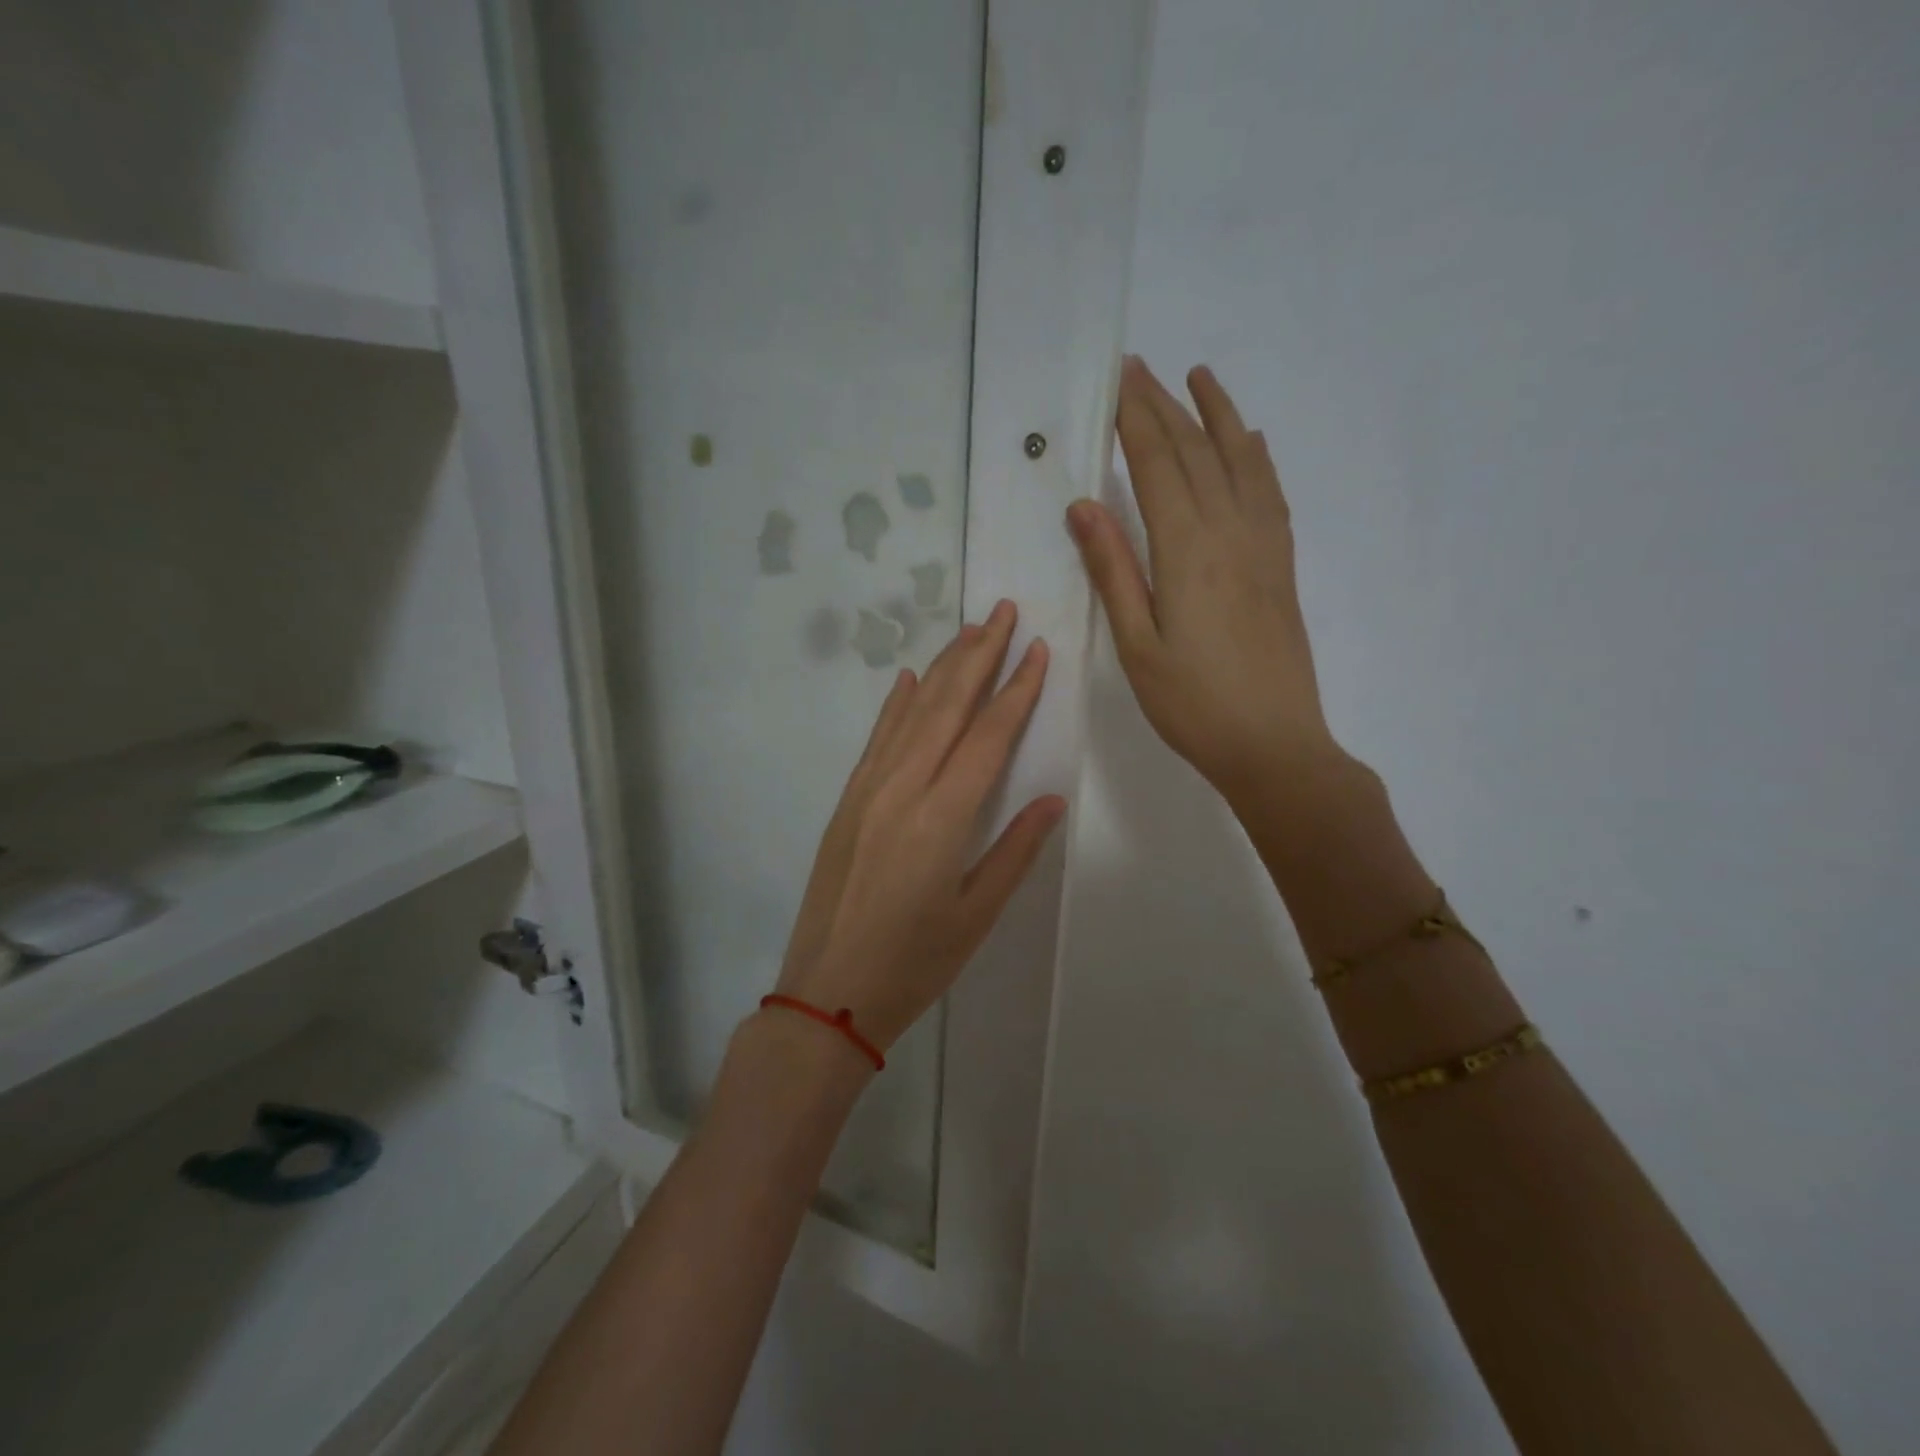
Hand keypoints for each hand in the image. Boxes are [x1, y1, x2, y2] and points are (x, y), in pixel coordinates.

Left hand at [772, 601, 1066, 1052]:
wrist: (827, 992)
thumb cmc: (913, 964)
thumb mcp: (976, 915)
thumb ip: (1015, 851)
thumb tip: (1051, 798)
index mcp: (942, 817)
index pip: (989, 736)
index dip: (1017, 690)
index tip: (1038, 650)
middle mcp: (903, 789)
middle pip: (948, 706)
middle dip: (980, 654)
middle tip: (1004, 612)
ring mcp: (868, 790)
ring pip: (911, 713)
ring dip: (943, 668)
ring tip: (970, 631)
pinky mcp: (847, 801)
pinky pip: (877, 738)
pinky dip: (896, 704)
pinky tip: (910, 679)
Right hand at [1068, 355, 1346, 807]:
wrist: (1273, 744)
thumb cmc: (1192, 704)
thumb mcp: (1136, 645)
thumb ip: (1114, 571)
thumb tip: (1085, 506)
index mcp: (1187, 551)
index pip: (1158, 465)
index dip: (1136, 420)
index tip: (1116, 380)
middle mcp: (1230, 533)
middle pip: (1196, 452)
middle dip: (1164, 406)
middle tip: (1138, 367)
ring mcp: (1263, 545)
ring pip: (1240, 462)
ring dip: (1218, 415)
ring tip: (1199, 377)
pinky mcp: (1281, 565)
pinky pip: (1270, 493)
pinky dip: (1257, 457)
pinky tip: (1250, 441)